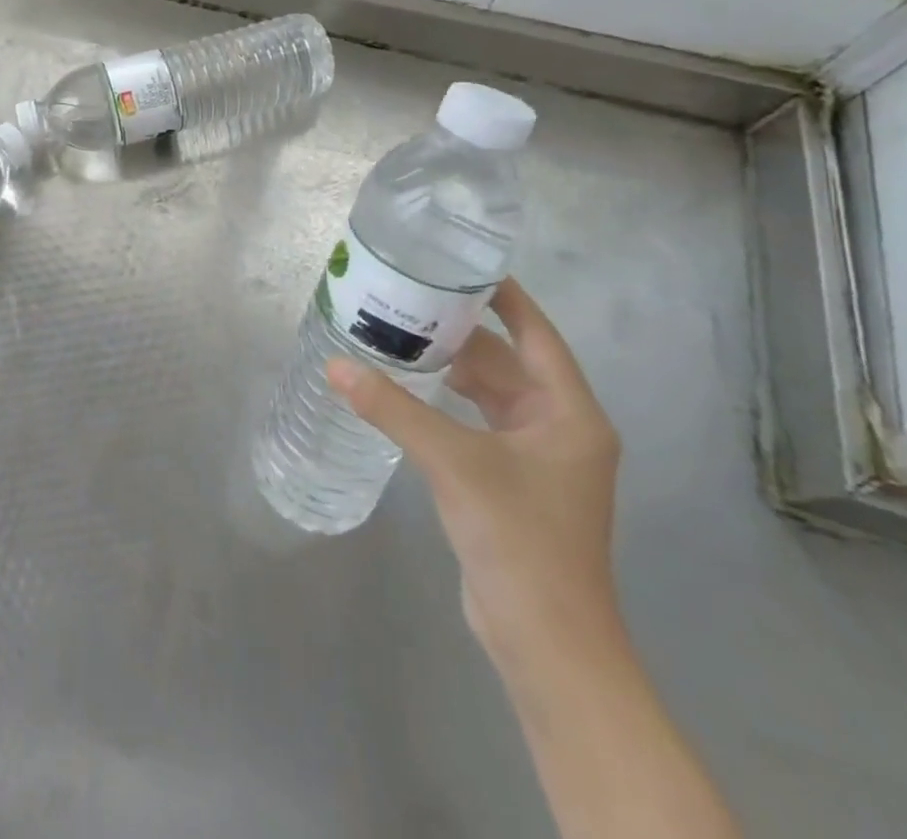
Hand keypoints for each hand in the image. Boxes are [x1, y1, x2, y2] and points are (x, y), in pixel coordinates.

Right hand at [326, 278, 621, 667]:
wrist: (545, 641)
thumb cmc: (519, 540)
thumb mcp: (454, 464)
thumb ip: (394, 410)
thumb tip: (336, 365)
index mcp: (570, 414)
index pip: (537, 334)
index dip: (504, 296)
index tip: (460, 265)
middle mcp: (560, 428)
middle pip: (508, 361)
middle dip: (460, 331)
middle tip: (406, 297)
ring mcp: (536, 457)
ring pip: (490, 393)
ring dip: (450, 366)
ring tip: (398, 334)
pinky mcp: (511, 481)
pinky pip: (476, 421)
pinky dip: (446, 401)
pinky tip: (407, 389)